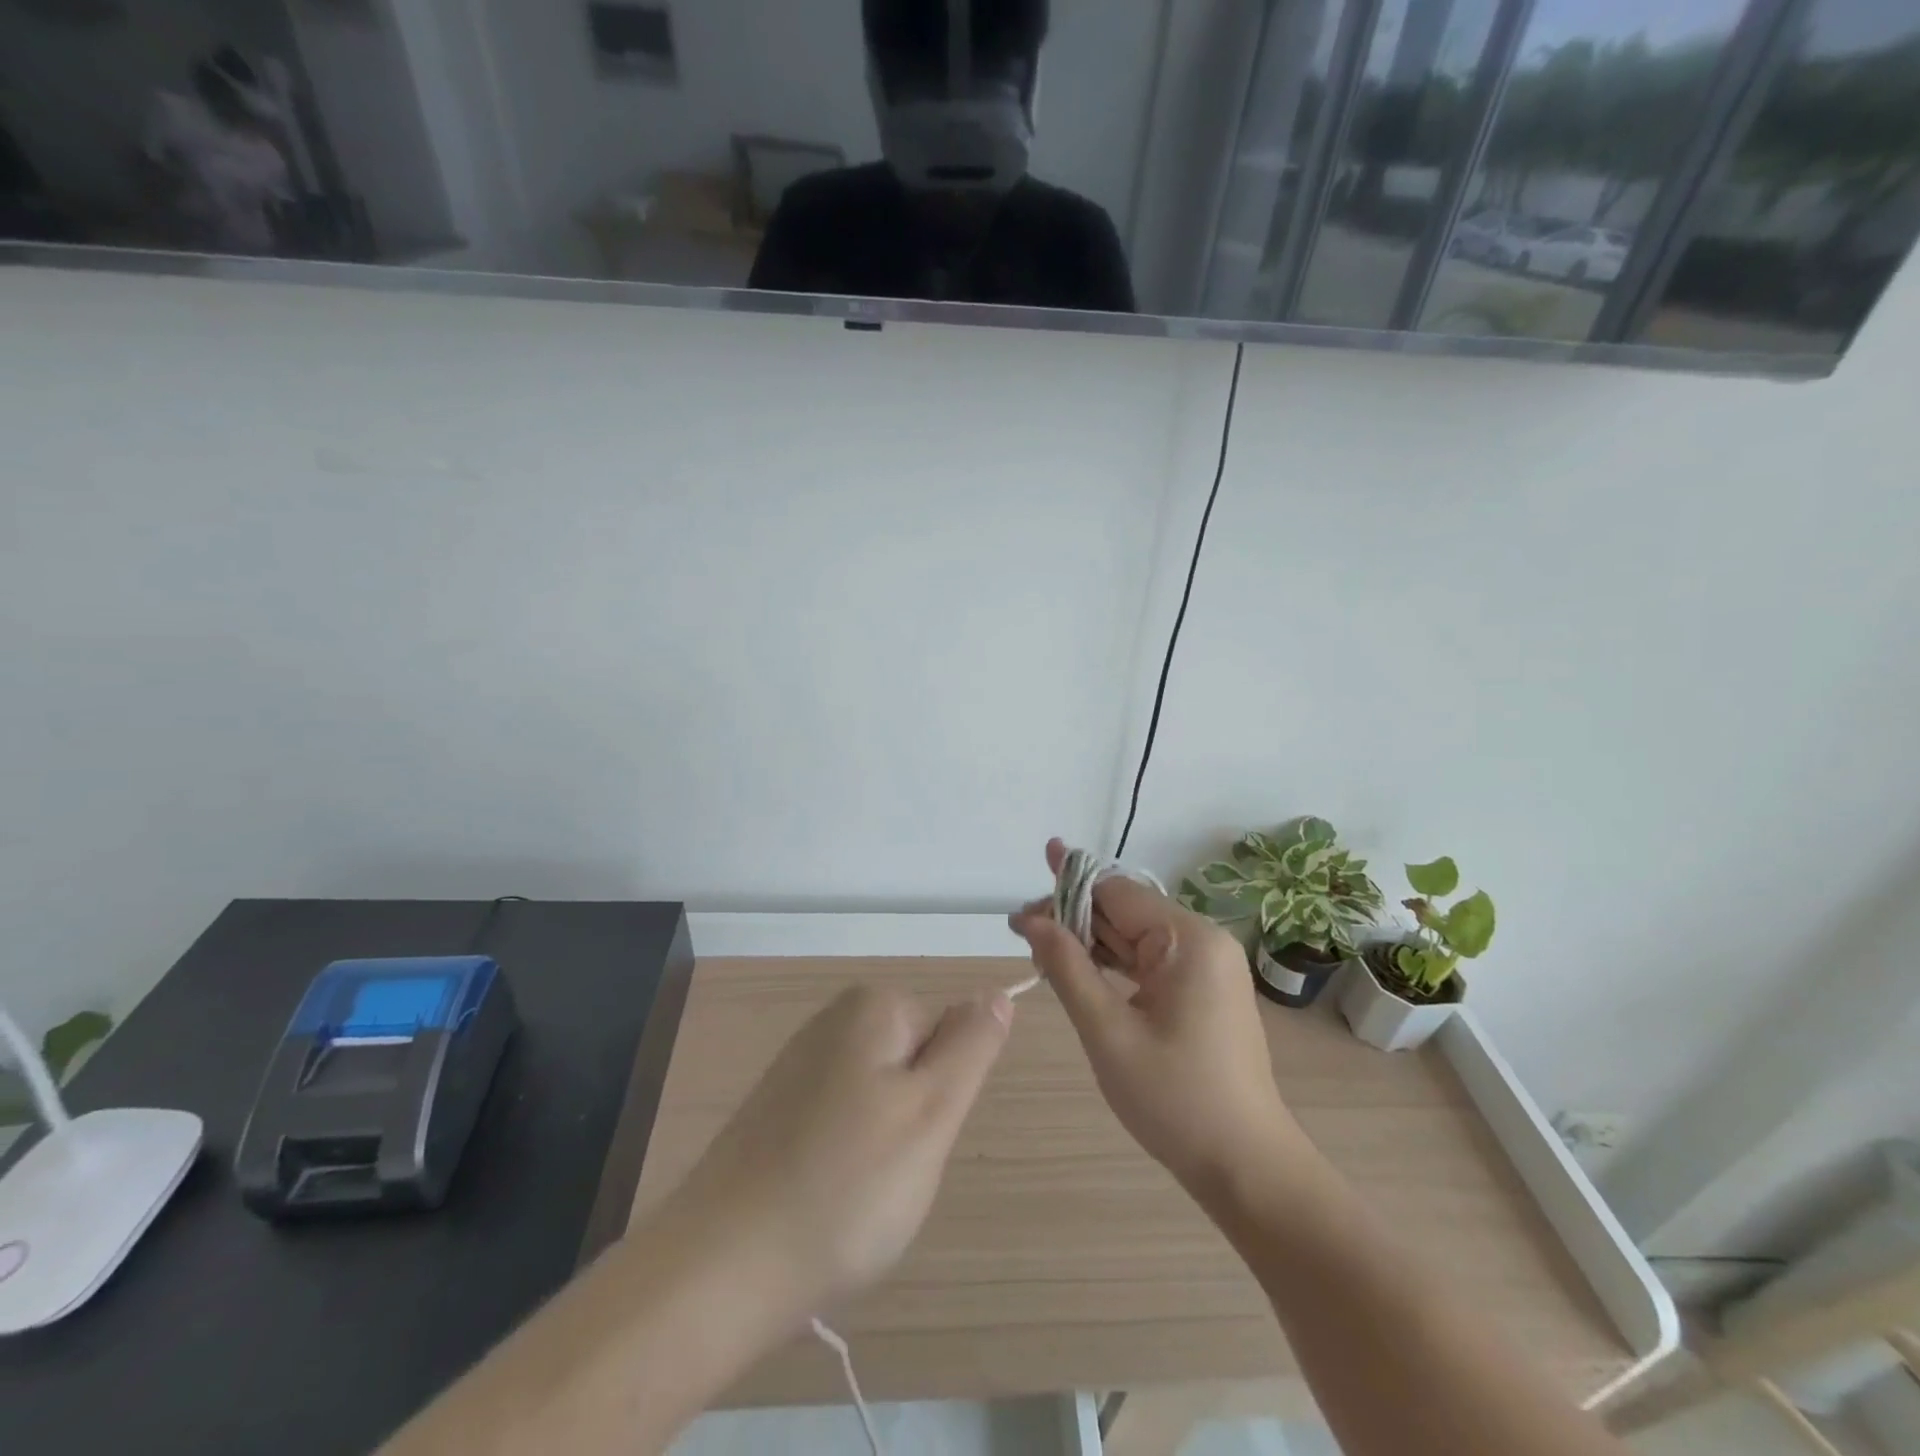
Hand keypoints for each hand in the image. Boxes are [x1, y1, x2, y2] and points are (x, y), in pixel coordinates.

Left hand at [654, 984, 1011, 1326]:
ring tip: (853, 1193)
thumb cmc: (845, 1187)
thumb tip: (997, 992)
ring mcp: (798, 1063)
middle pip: (912, 1063)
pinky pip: (839, 1122)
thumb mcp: (932, 1113)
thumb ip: (972, 1046)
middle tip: (887, 1173)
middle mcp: (832, 1019)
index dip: (940, 1094)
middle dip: (913, 1120)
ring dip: (880, 1146)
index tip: (913, 1140)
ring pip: (879, 1098)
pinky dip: (843, 1159)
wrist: (720, 1268)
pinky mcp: (775, 1108)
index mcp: (872, 1008)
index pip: (947, 1033)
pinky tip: (822, 1197)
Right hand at [1010, 839, 1308, 1196]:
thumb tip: (1031, 919)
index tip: (1021, 907)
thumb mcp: (1107, 1031)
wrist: (1246, 1166)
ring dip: (1089, 940)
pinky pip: (1149, 961)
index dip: (1065, 892)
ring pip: (1135, 937)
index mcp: (1188, 940)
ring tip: (1040, 944)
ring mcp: (1206, 966)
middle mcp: (1202, 941)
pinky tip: (1079, 966)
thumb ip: (1067, 967)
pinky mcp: (1202, 990)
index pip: (1115, 893)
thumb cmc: (1174, 1098)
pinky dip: (1113, 963)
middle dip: (1073, 916)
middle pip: (1125, 911)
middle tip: (1022, 930)